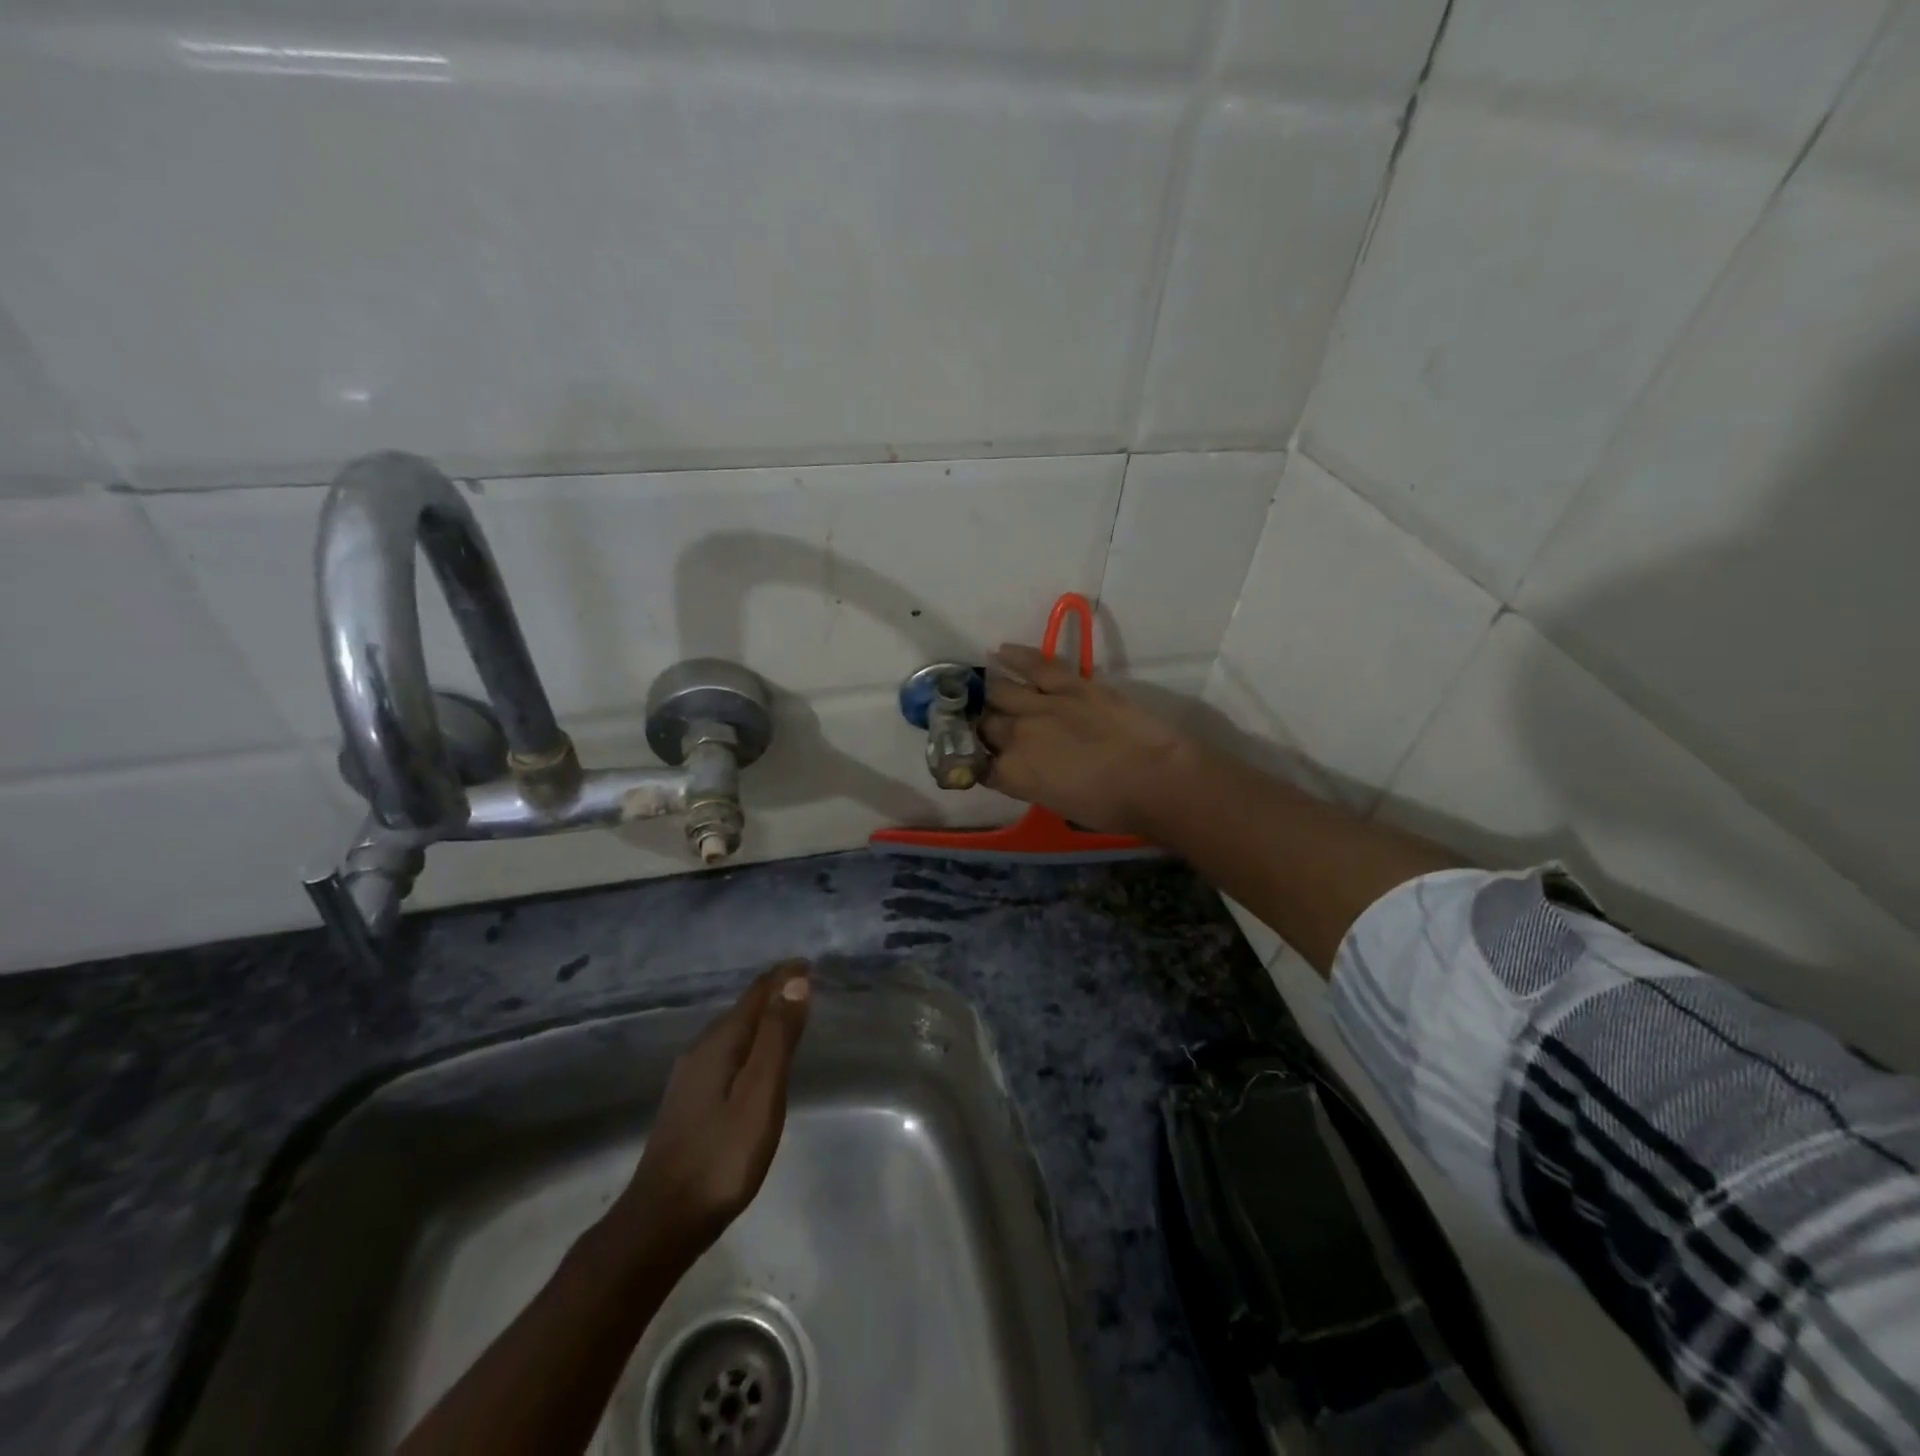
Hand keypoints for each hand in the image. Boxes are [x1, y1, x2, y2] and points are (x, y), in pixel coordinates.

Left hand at [608, 962, 810, 1258]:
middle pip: (743, 1010)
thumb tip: (796, 980)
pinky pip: (726, 1055)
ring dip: (761, 1020)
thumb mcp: (760, 1094)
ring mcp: (690, 1078)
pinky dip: (749, 1045)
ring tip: (789, 1018)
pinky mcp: (688, 1102)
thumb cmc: (721, 1156)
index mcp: (719, 1043)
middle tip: (807, 987)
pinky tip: (756, 1063)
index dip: (784, 976)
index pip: (756, 993)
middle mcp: (700, 1051)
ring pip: (733, 1034)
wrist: (661, 1223)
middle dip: (774, 994)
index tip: (812, 964)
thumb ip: (777, 1037)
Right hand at [979, 644, 1197, 836]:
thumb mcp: (1058, 804)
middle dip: (982, 728)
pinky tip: (1000, 652)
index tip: (981, 760)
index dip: (977, 762)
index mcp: (1014, 774)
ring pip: (1001, 692)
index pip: (979, 765)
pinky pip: (1036, 665)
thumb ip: (1031, 782)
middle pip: (986, 726)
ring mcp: (1042, 706)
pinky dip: (1015, 657)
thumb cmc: (1112, 807)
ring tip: (986, 690)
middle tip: (986, 727)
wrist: (1156, 779)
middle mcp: (1017, 737)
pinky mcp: (1071, 684)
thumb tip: (1022, 769)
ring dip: (990, 694)